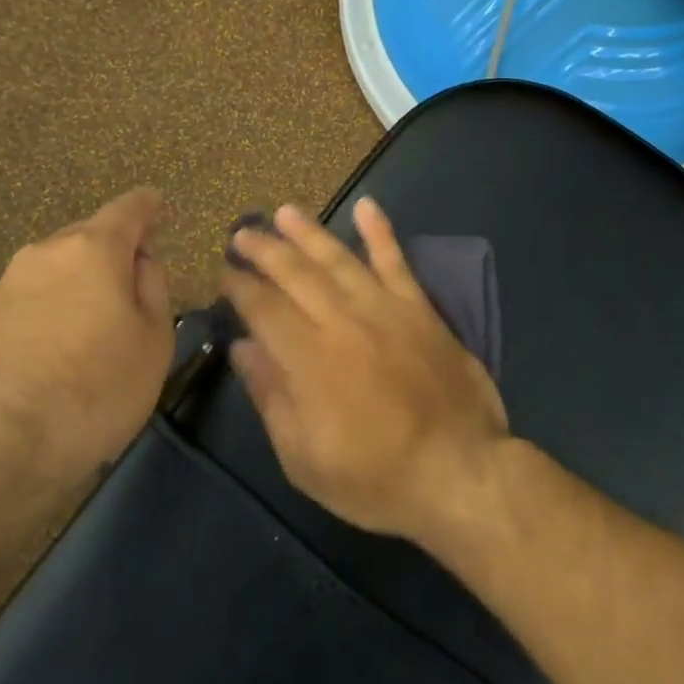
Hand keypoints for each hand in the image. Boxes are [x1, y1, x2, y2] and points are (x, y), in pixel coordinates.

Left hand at [0, 188, 173, 500]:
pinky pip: (38, 291)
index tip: (161, 208)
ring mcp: (11, 282)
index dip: (150, 205)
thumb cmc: (99, 387)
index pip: (129, 207)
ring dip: (85, 277)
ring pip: (61, 263)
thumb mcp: (156, 337)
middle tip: (139, 281)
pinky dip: (59, 301)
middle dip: (117, 248)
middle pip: (92, 234)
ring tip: (102, 316)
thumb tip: (140, 260)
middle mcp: (47, 251)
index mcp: (94, 248)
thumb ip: (154, 284)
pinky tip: (67, 338)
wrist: (6, 447)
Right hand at [220, 199, 511, 544]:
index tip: (224, 272)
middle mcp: (342, 321)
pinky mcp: (419, 308)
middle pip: (295, 274)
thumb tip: (243, 347)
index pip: (263, 308)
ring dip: (308, 232)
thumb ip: (271, 397)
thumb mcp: (304, 459)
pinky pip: (396, 261)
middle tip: (243, 233)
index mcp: (309, 360)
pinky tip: (367, 206)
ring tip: (284, 212)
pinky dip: (380, 232)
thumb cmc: (375, 477)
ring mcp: (385, 308)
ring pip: (338, 258)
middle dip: (264, 250)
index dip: (239, 287)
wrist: (459, 472)